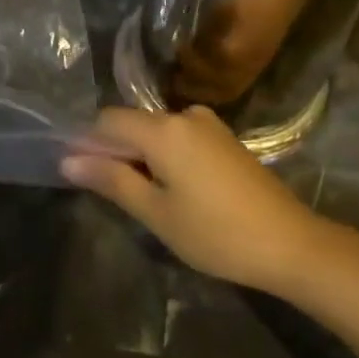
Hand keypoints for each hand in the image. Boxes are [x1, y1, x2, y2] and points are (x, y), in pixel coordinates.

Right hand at [61, 106, 327, 292]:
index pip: (107, 120)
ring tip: (145, 199)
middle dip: (115, 152)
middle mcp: (184, 114)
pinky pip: (180, 138)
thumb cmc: (216, 233)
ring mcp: (209, 125)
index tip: (82, 176)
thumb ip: (112, 180)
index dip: (88, 144)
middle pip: (132, 124)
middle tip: (114, 196)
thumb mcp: (156, 213)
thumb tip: (68, 161)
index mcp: (163, 129)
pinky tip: (174, 191)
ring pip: (157, 132)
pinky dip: (166, 157)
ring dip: (142, 157)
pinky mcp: (225, 139)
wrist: (290, 243)